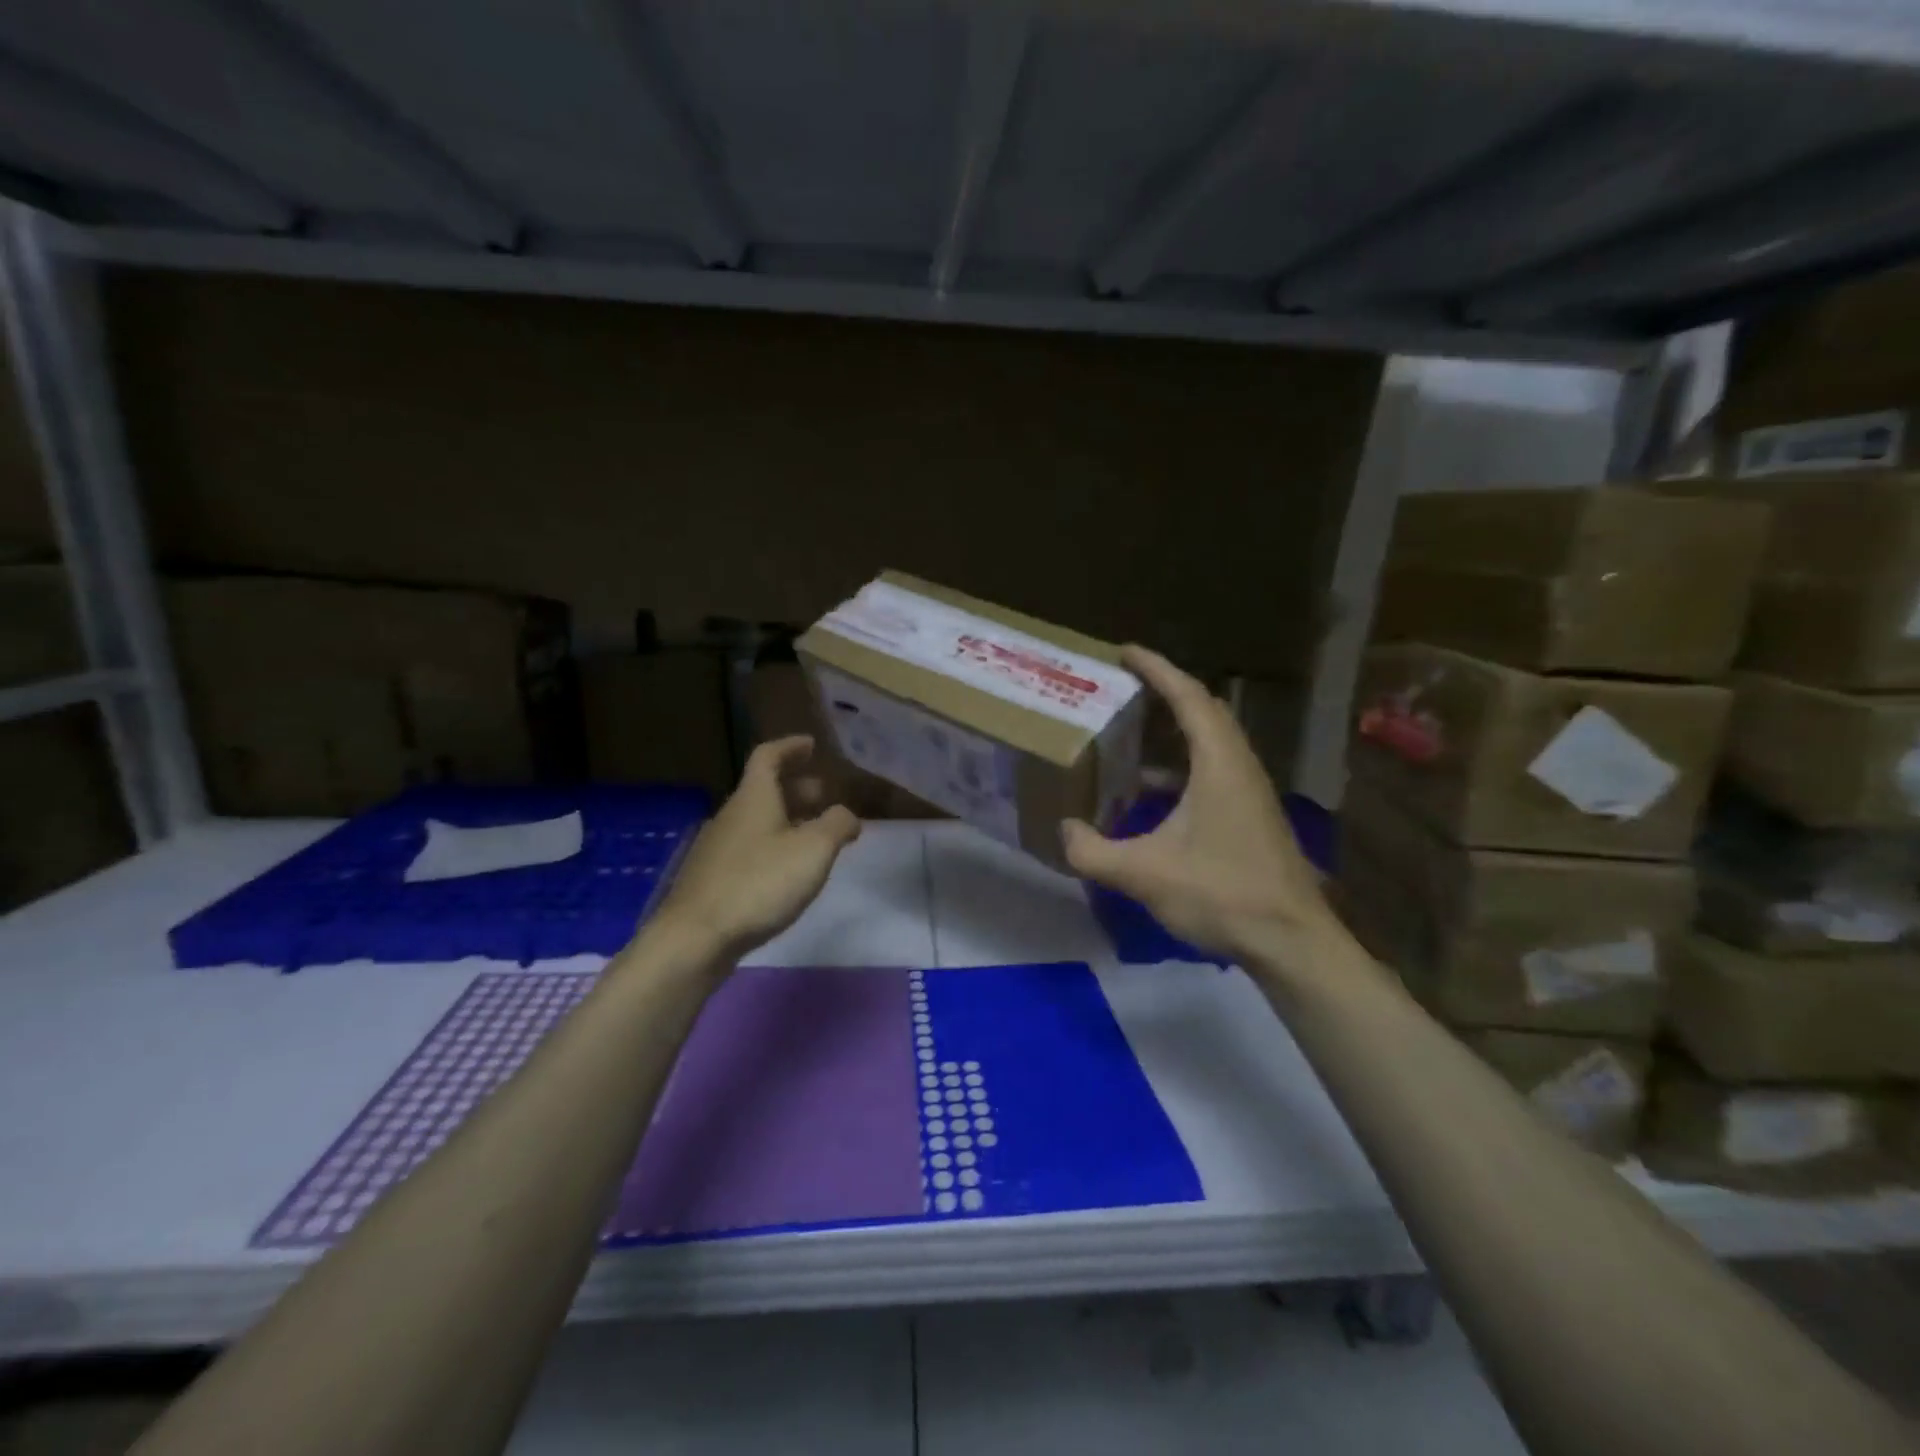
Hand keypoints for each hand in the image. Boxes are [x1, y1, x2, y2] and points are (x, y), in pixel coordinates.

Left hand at [648, 736, 861, 962]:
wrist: (695, 938)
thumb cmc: (759, 884)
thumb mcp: (814, 850)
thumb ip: (837, 825)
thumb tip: (847, 815)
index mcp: (753, 798)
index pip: (768, 756)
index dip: (790, 747)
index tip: (811, 745)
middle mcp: (731, 815)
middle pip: (763, 790)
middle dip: (795, 788)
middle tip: (823, 795)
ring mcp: (717, 848)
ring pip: (756, 821)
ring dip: (786, 819)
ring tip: (813, 836)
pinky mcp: (711, 879)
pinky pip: (748, 848)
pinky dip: (772, 846)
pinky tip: (785, 872)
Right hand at [1061, 646, 1332, 967]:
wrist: (1291, 942)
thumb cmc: (1222, 894)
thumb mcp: (1144, 873)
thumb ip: (1092, 851)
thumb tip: (1064, 831)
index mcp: (1219, 763)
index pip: (1188, 696)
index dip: (1156, 668)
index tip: (1125, 652)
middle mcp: (1239, 766)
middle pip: (1203, 711)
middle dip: (1164, 691)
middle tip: (1124, 687)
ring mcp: (1250, 792)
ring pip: (1210, 743)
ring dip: (1173, 731)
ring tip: (1131, 732)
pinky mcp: (1251, 817)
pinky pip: (1212, 771)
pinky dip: (1181, 766)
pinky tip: (1150, 794)